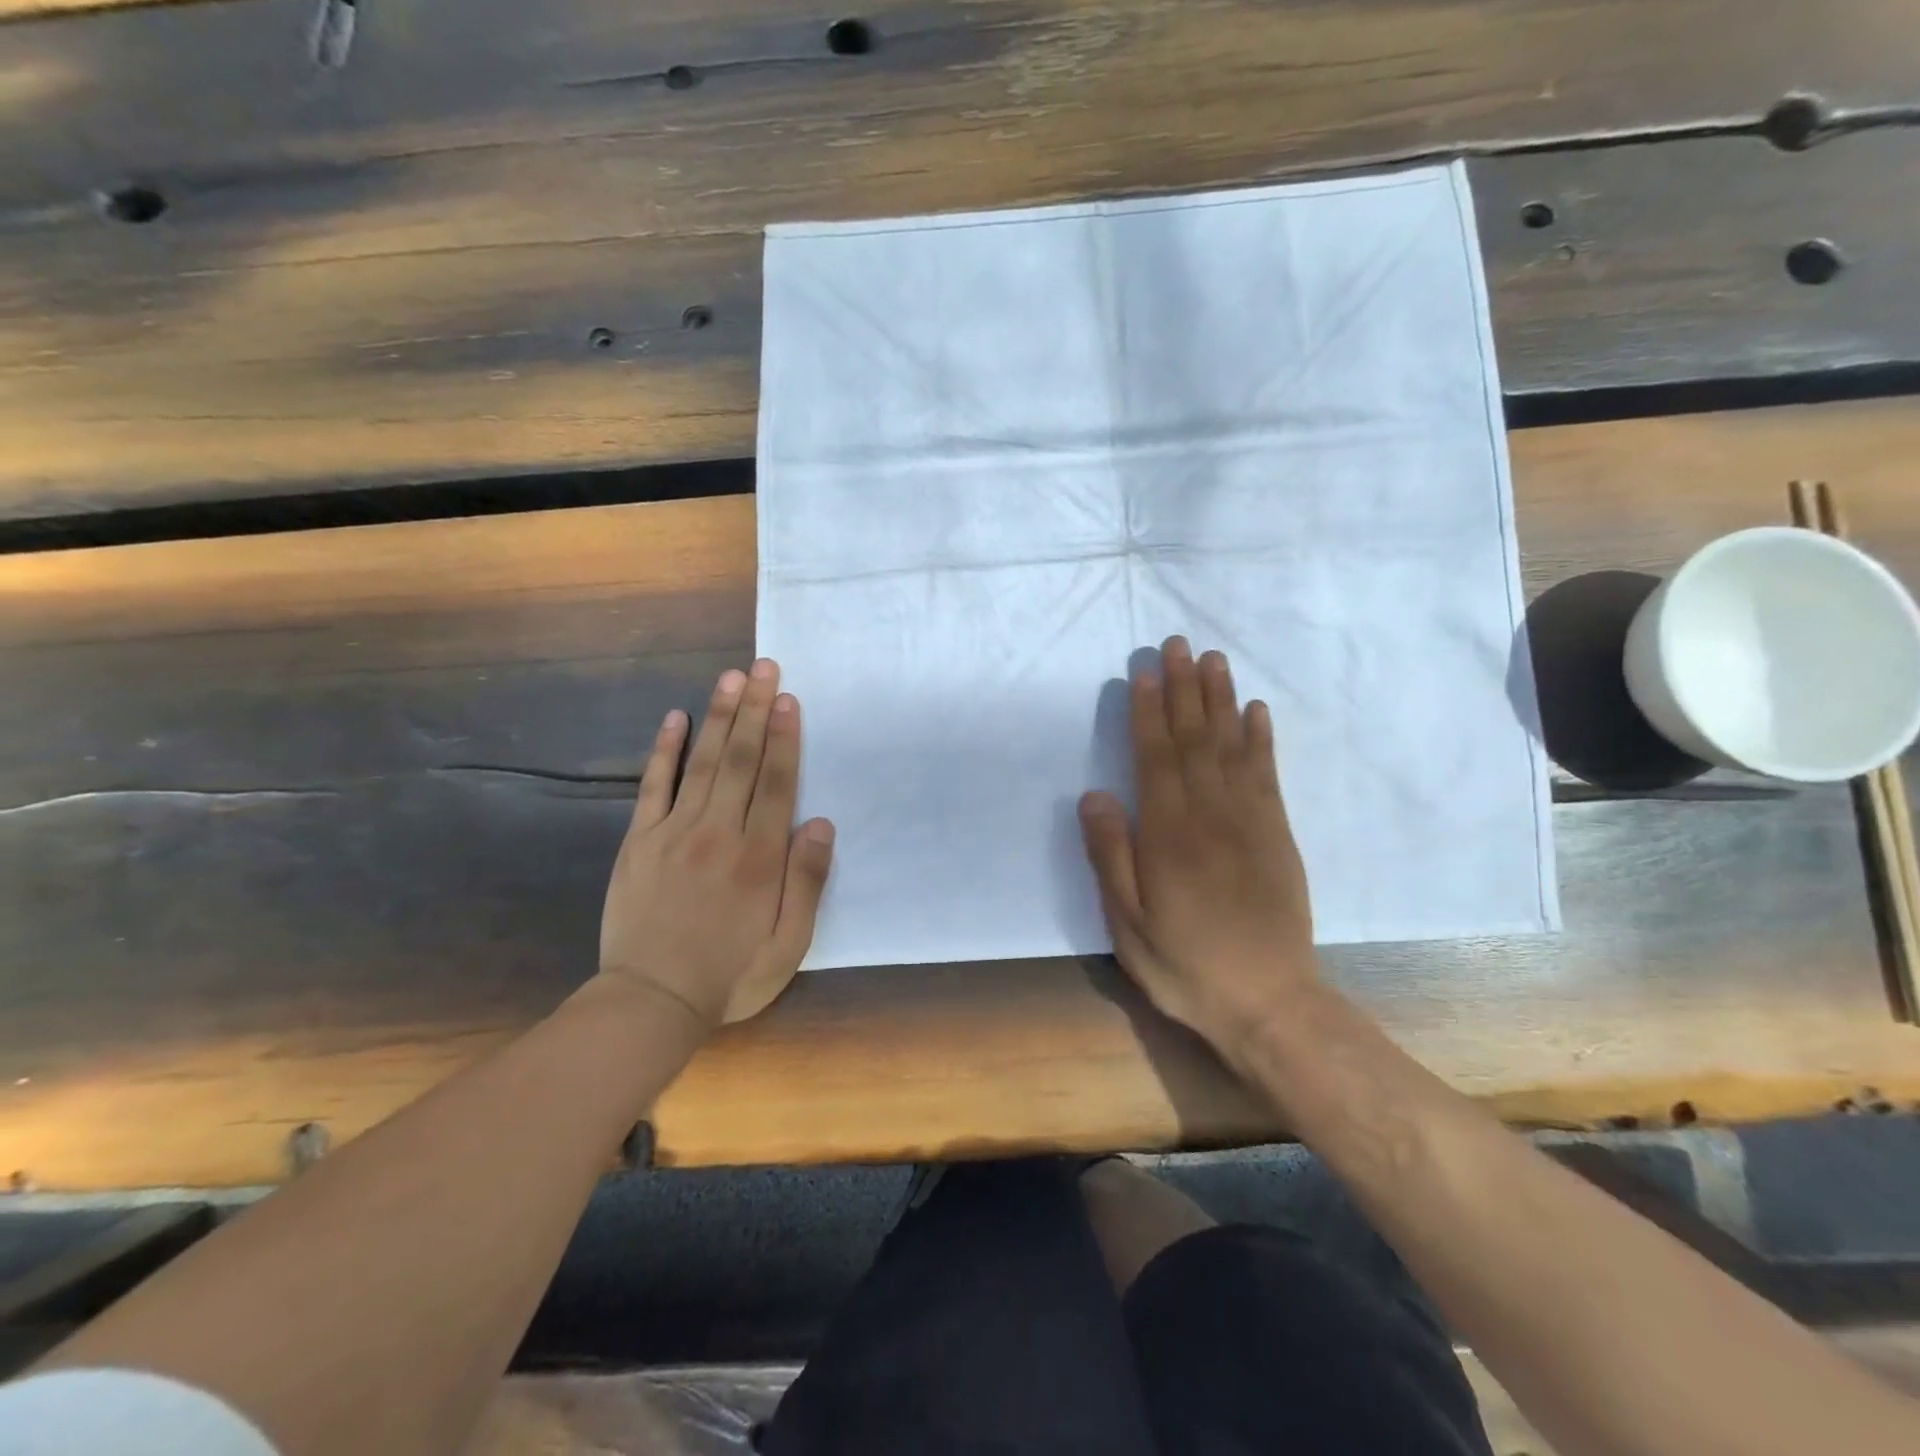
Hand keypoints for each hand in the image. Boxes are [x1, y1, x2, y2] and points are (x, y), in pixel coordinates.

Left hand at [598, 660, 835, 1028]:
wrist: (650, 1001)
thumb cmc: (730, 974)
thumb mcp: (789, 944)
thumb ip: (807, 882)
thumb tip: (820, 823)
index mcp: (759, 857)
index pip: (777, 782)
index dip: (785, 738)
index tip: (789, 700)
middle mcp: (719, 832)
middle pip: (742, 760)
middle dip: (756, 711)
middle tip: (764, 668)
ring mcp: (674, 832)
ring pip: (704, 762)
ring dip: (720, 717)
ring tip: (732, 678)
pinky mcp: (639, 840)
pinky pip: (653, 785)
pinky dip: (665, 750)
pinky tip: (675, 718)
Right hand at [1078, 636, 1318, 1058]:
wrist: (1268, 1002)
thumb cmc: (1185, 965)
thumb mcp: (1128, 924)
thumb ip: (1111, 856)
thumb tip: (1095, 794)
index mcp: (1168, 835)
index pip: (1155, 757)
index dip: (1148, 712)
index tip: (1144, 671)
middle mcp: (1210, 815)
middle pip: (1194, 739)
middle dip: (1183, 689)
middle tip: (1178, 644)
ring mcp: (1250, 821)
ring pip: (1231, 747)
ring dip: (1221, 700)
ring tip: (1214, 660)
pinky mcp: (1277, 834)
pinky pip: (1267, 774)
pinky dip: (1261, 739)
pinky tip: (1256, 711)